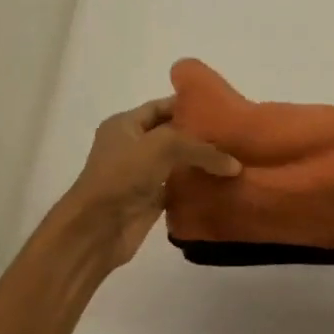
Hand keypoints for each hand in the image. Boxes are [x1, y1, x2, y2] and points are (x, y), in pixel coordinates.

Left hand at [56, 96, 239, 269]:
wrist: (98, 227)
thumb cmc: (123, 175)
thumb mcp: (163, 146)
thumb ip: (201, 149)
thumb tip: (234, 165)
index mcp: (125, 125)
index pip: (161, 107)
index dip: (189, 106)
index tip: (222, 109)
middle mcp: (132, 147)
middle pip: (172, 136)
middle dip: (200, 137)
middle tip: (234, 137)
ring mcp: (141, 176)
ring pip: (177, 164)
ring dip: (201, 164)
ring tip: (235, 161)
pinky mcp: (150, 202)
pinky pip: (178, 190)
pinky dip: (196, 188)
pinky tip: (221, 186)